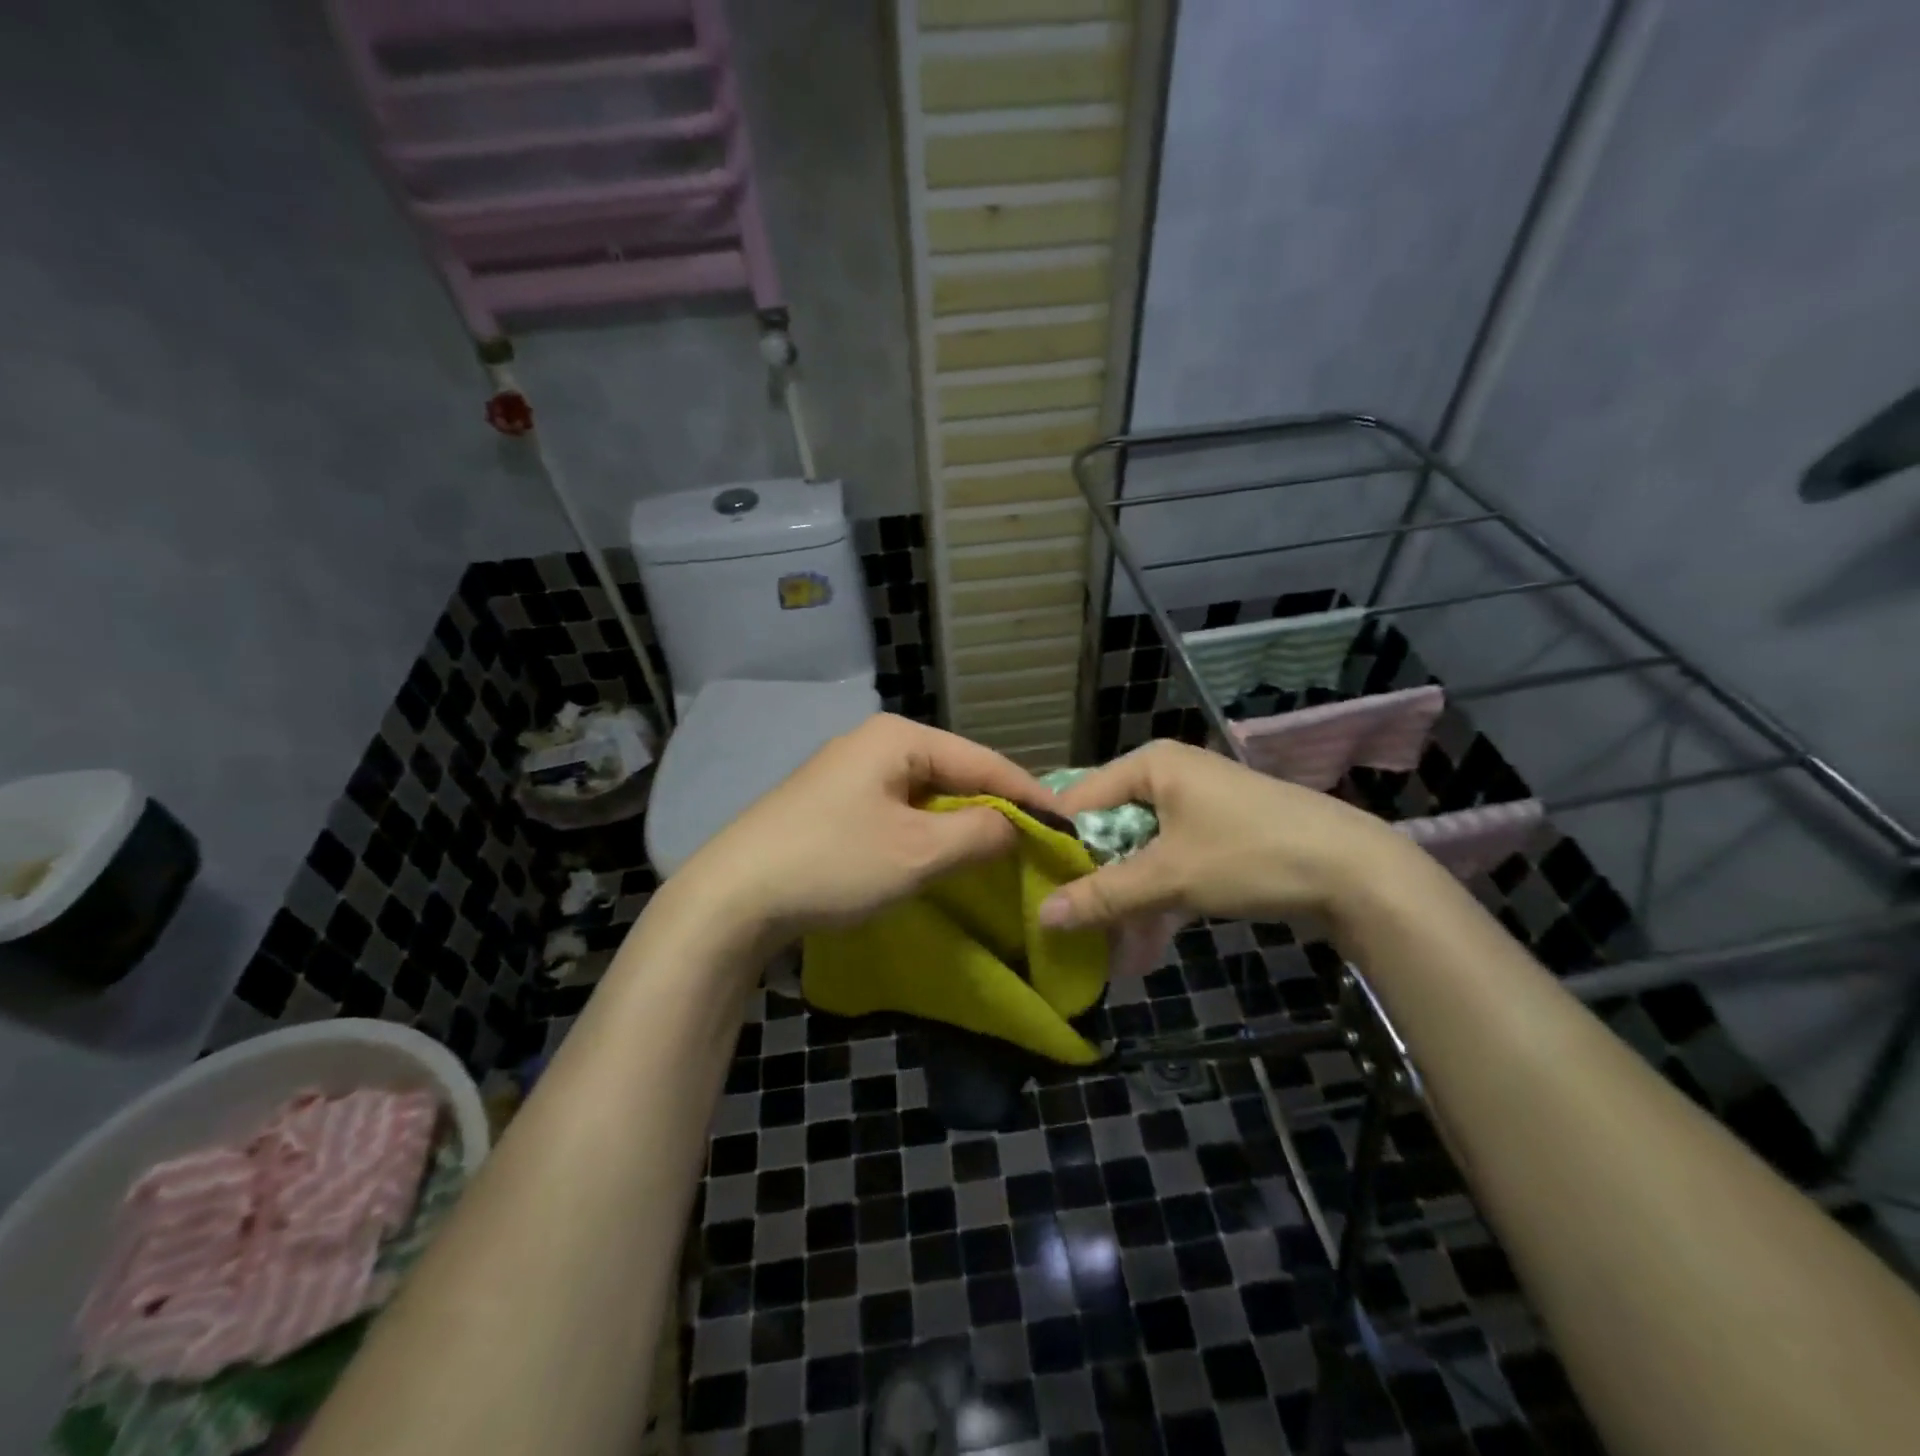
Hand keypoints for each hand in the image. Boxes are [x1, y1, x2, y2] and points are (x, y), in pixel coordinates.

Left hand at [663, 714, 1046, 950]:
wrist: (732, 897)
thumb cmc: (834, 863)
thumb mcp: (919, 851)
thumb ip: (981, 832)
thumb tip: (1016, 826)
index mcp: (898, 737)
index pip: (982, 759)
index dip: (1028, 793)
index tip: (1066, 824)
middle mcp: (874, 742)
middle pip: (954, 772)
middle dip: (994, 808)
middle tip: (1034, 842)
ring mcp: (848, 771)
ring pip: (926, 794)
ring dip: (960, 823)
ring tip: (997, 852)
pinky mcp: (832, 802)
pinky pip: (898, 810)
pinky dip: (926, 832)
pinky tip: (941, 855)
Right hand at [1037, 739, 1416, 931]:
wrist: (1358, 874)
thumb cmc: (1250, 855)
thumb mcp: (1169, 877)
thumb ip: (1102, 896)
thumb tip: (1041, 917)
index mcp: (1151, 765)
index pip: (1079, 799)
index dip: (1055, 844)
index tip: (1032, 887)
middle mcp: (1170, 777)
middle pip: (1110, 829)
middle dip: (1093, 883)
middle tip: (1069, 926)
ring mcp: (1197, 807)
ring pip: (1141, 854)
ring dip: (1126, 902)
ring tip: (1107, 951)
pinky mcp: (1219, 837)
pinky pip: (1172, 866)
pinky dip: (1159, 902)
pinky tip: (1145, 948)